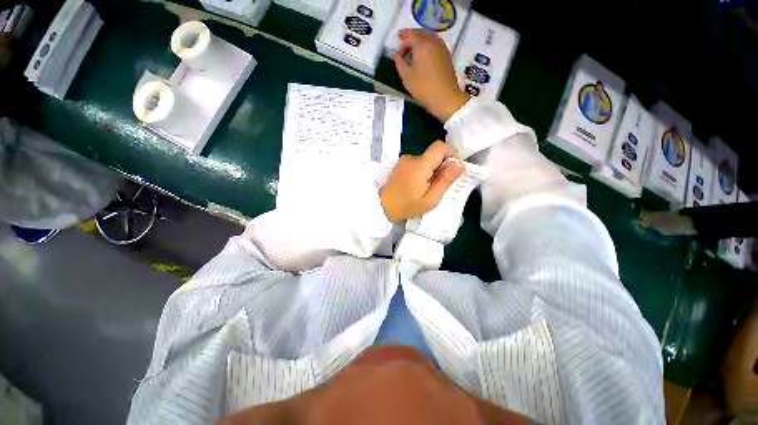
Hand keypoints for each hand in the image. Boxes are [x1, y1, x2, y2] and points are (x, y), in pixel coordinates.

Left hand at [380, 141, 465, 222]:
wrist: (381, 207)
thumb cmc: (406, 206)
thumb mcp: (430, 199)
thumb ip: (445, 180)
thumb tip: (460, 164)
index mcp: (420, 165)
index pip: (440, 147)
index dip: (451, 154)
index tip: (453, 170)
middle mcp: (412, 158)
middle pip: (434, 154)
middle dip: (442, 166)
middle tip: (439, 185)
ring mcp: (404, 161)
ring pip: (426, 160)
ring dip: (432, 170)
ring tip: (427, 189)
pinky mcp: (400, 165)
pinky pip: (417, 164)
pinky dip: (422, 172)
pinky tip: (417, 186)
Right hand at [393, 29, 469, 121]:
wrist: (445, 98)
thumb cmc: (424, 88)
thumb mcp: (407, 77)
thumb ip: (399, 63)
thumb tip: (396, 55)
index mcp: (421, 45)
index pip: (409, 37)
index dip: (401, 43)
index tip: (397, 53)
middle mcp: (433, 41)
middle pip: (420, 33)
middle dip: (411, 36)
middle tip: (403, 40)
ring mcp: (442, 47)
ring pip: (429, 36)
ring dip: (420, 38)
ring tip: (414, 47)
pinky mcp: (447, 55)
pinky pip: (435, 42)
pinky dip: (428, 43)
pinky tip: (425, 52)